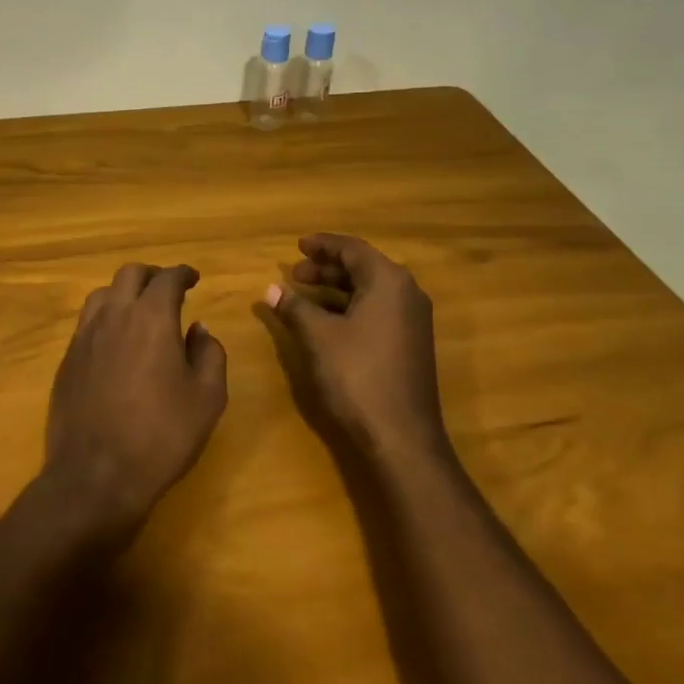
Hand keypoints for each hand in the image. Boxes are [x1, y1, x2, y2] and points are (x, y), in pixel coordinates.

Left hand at [45, 263, 227, 532]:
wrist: (95, 475)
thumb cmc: (161, 435)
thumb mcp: (207, 398)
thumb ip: (209, 354)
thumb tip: (198, 329)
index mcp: (151, 317)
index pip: (167, 278)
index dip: (183, 274)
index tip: (193, 278)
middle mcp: (114, 315)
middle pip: (130, 274)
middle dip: (152, 275)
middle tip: (167, 289)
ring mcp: (84, 336)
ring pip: (102, 294)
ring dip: (123, 293)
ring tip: (138, 310)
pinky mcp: (67, 360)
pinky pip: (87, 322)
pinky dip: (105, 318)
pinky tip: (115, 341)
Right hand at [265, 234, 446, 461]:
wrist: (401, 437)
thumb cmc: (357, 375)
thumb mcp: (318, 337)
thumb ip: (294, 307)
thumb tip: (270, 289)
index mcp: (388, 281)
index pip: (352, 249)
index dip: (322, 245)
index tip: (298, 246)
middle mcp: (407, 293)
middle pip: (363, 267)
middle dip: (327, 268)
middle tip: (294, 274)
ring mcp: (413, 320)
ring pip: (371, 290)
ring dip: (337, 289)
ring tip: (304, 296)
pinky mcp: (411, 344)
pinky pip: (378, 310)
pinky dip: (351, 307)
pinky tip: (327, 321)